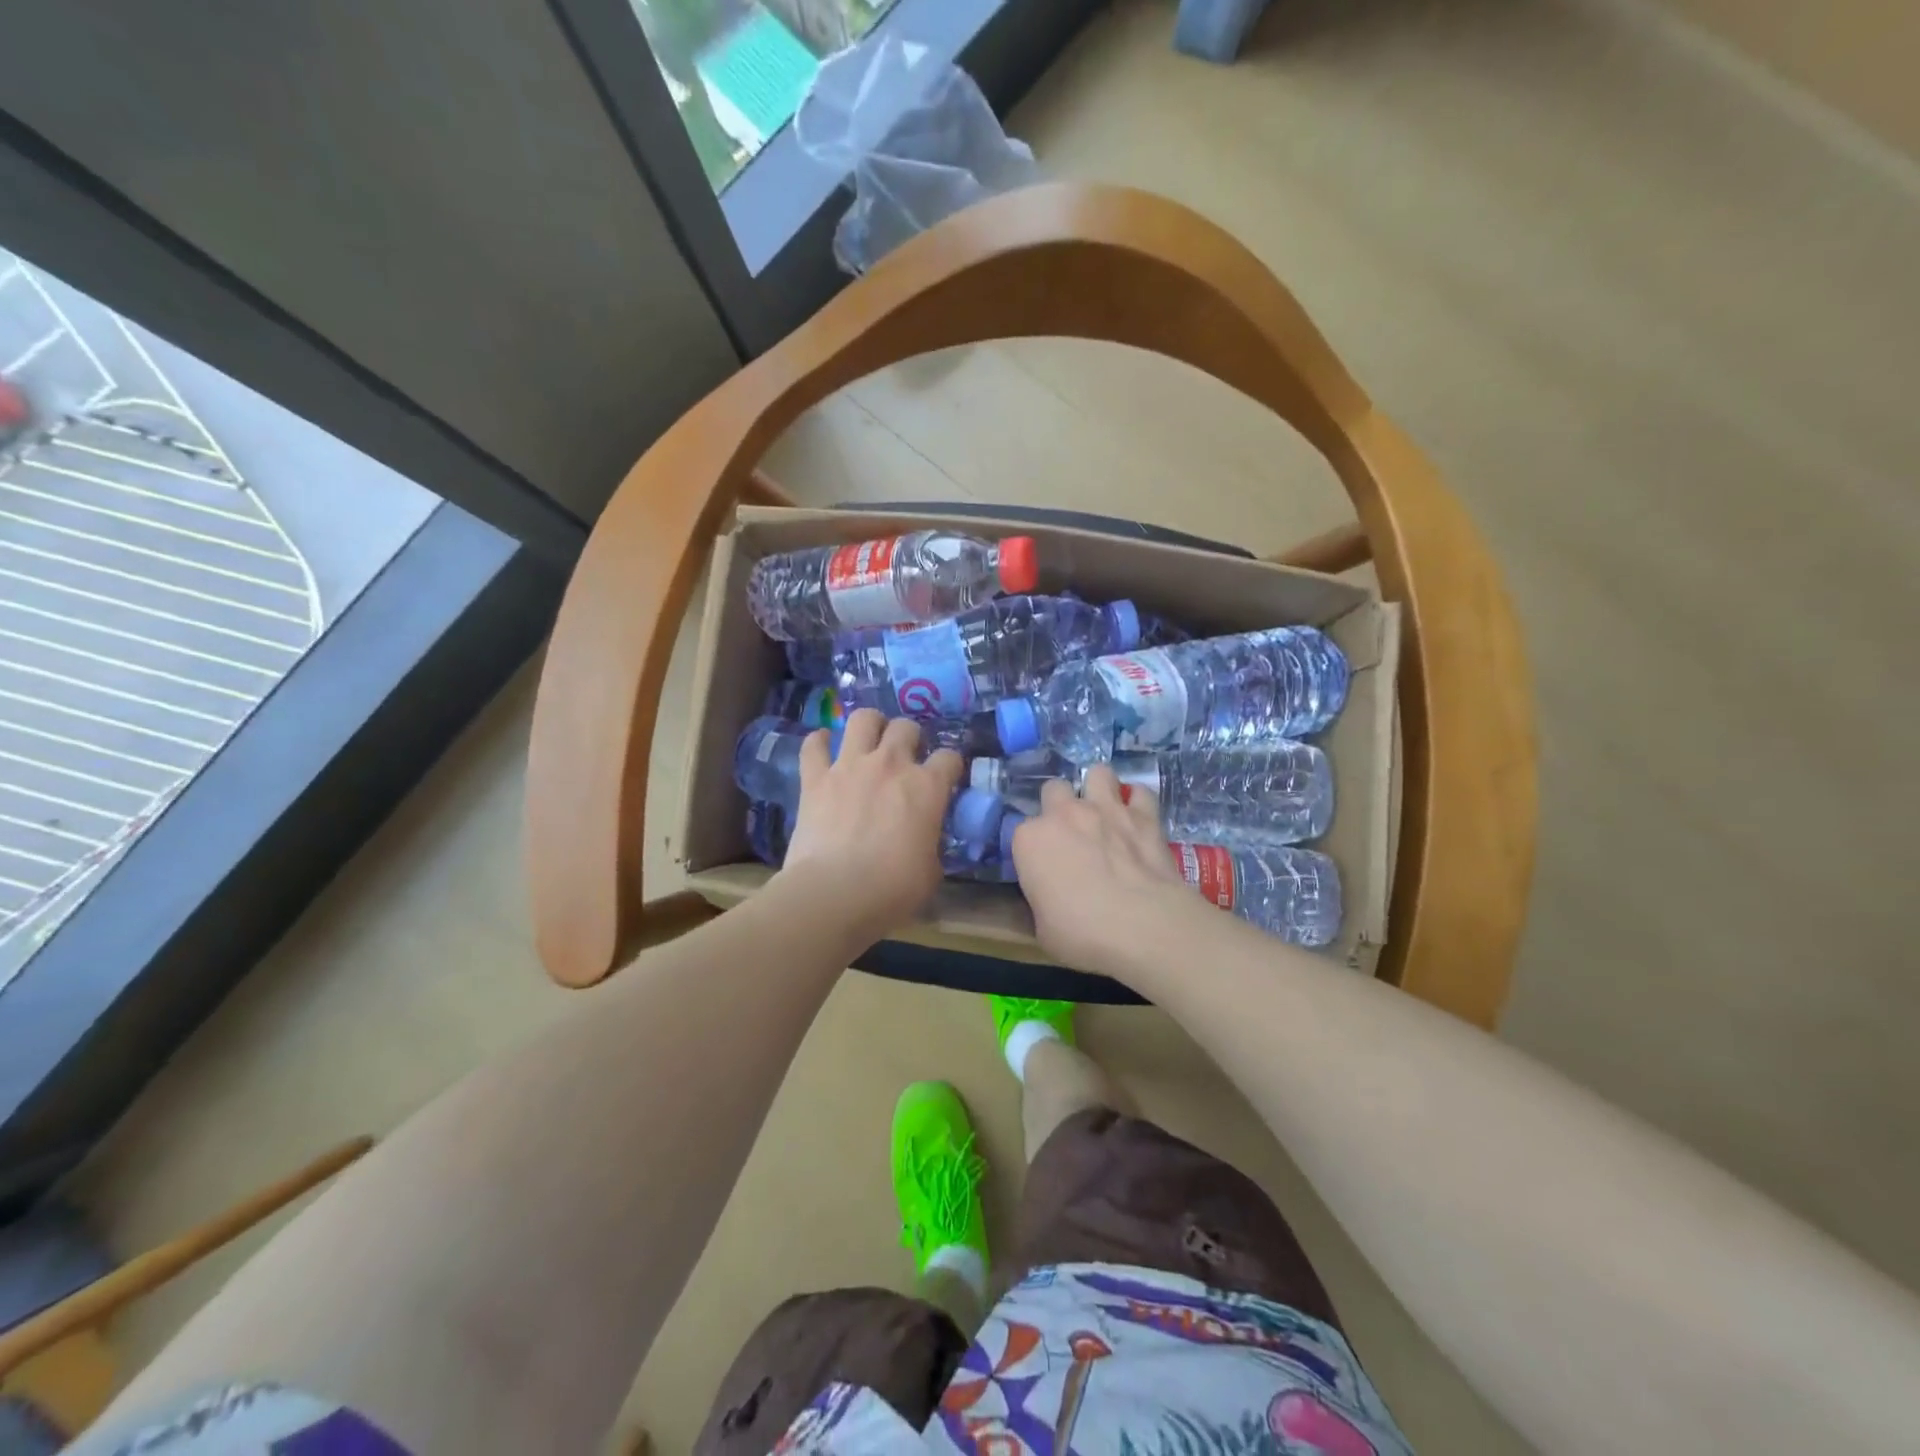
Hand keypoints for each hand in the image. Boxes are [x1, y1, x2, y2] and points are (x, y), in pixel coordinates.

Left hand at [776, 708, 962, 945]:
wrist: (834, 893)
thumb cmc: (892, 889)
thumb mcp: (930, 870)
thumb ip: (930, 843)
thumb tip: (924, 840)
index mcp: (927, 787)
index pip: (950, 758)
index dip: (950, 766)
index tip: (946, 777)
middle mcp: (891, 764)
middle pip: (906, 727)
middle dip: (910, 737)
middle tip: (906, 756)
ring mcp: (850, 766)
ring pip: (864, 719)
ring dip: (870, 725)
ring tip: (870, 738)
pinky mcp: (815, 777)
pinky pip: (814, 744)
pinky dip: (819, 742)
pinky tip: (823, 746)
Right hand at [1012, 766, 1191, 972]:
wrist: (1143, 926)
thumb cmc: (1082, 933)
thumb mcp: (1042, 929)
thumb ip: (1040, 901)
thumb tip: (1047, 899)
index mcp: (1030, 840)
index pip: (1022, 832)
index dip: (1033, 849)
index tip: (1043, 867)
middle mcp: (1064, 813)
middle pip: (1054, 789)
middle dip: (1060, 806)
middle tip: (1071, 834)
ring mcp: (1106, 808)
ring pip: (1098, 773)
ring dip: (1099, 789)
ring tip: (1104, 812)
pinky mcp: (1144, 815)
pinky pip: (1140, 792)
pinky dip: (1138, 802)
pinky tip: (1138, 817)